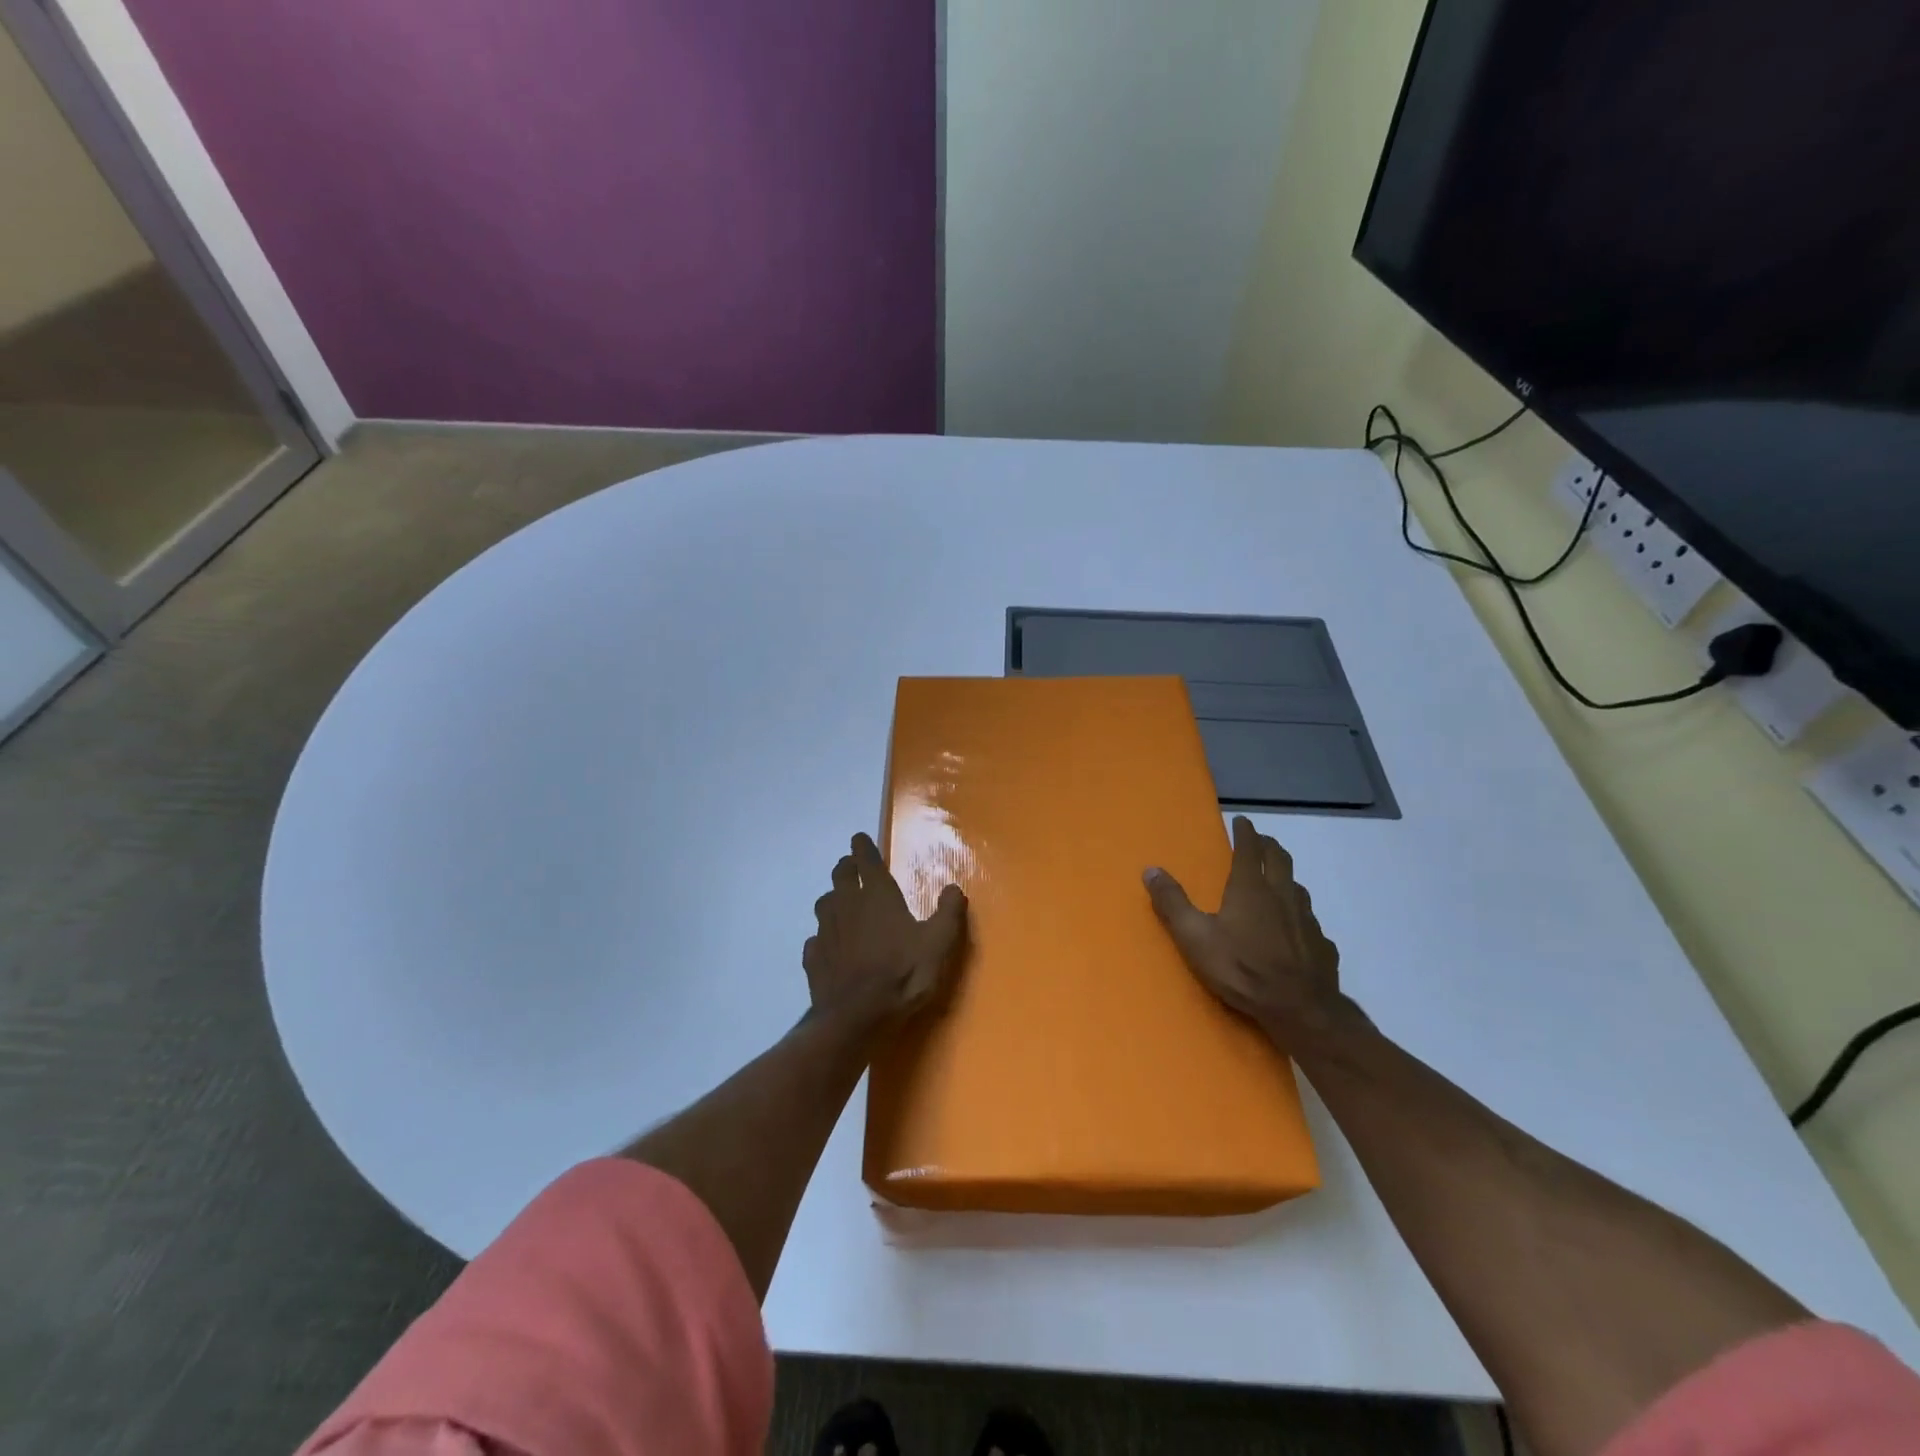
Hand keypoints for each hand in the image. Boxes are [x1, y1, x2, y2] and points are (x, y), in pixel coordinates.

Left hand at [804, 832, 967, 1027]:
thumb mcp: (939, 943)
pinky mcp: (813, 958)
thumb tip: (954, 887)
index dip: (863, 847)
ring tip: (842, 903)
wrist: (857, 1017)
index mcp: (877, 896)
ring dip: (833, 898)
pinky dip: (823, 936)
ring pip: (824, 903)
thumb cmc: (903, 974)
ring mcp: (826, 931)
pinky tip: (830, 946)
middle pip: (840, 875)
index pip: (866, 860)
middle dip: (847, 867)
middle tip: (852, 866)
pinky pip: (815, 939)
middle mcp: (847, 905)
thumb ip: (948, 912)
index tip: (859, 838)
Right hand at [1144, 815, 1345, 1039]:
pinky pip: (1309, 920)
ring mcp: (1307, 920)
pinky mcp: (1322, 944)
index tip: (1243, 821)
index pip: (1250, 850)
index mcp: (1250, 889)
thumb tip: (1151, 870)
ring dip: (1285, 876)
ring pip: (1297, 887)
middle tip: (1261, 840)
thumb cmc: (1242, 969)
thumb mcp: (1195, 937)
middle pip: (1279, 860)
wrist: (1300, 1009)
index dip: (1246, 833)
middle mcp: (1282, 895)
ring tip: (1277, 879)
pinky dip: (1299, 914)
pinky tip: (1295, 928)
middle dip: (1269, 845)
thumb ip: (1172, 903)